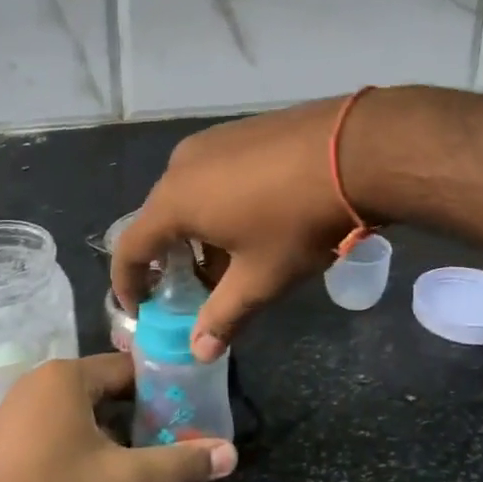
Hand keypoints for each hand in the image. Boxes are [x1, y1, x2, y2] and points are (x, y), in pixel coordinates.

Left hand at [0, 353, 236, 481]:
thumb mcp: (124, 480)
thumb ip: (178, 464)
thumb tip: (231, 454)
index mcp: (68, 375)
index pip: (128, 368)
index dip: (160, 387)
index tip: (184, 408)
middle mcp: (40, 379)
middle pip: (102, 386)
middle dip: (134, 410)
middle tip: (164, 435)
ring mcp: (15, 406)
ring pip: (77, 406)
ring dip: (106, 426)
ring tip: (132, 455)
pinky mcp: (1, 434)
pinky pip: (52, 422)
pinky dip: (76, 437)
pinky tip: (87, 469)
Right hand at [114, 95, 367, 359]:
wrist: (354, 151)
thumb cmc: (297, 222)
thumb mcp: (261, 278)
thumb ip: (224, 316)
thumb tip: (199, 351)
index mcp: (174, 201)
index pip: (130, 247)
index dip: (128, 282)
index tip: (140, 306)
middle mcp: (181, 165)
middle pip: (160, 219)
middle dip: (170, 259)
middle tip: (193, 289)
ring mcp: (211, 141)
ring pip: (187, 194)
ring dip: (197, 231)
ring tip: (229, 258)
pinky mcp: (239, 129)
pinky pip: (211, 173)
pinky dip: (216, 202)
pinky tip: (251, 219)